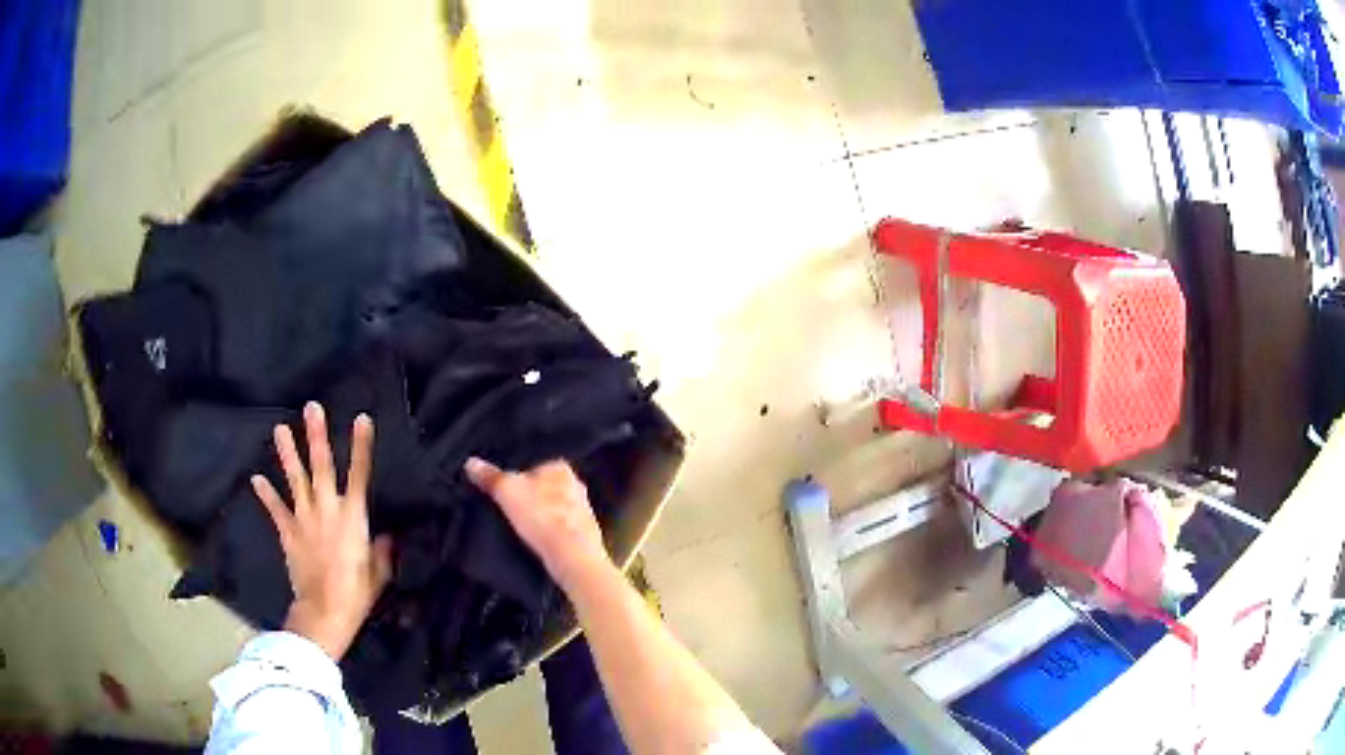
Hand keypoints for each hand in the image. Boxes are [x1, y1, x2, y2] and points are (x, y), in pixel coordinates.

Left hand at [252, 402, 392, 659]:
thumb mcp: (379, 572)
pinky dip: (266, 494)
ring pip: (296, 479)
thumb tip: (385, 537)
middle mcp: (327, 509)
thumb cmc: (357, 592)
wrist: (325, 611)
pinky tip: (256, 478)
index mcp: (353, 517)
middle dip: (317, 435)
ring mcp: (304, 518)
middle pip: (322, 466)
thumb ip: (382, 550)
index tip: (362, 419)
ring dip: (288, 453)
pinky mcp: (288, 532)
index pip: (360, 474)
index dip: (361, 445)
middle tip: (312, 407)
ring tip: (280, 429)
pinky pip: (275, 509)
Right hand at [464, 458, 609, 590]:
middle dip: (530, 497)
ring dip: (540, 517)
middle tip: (508, 507)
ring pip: (553, 509)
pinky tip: (536, 542)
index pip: (535, 464)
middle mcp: (576, 486)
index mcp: (561, 468)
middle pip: (545, 488)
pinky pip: (560, 529)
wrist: (572, 557)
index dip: (517, 476)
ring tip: (520, 526)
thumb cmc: (542, 516)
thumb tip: (470, 462)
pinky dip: (549, 533)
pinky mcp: (584, 535)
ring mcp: (583, 512)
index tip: (503, 488)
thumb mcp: (507, 491)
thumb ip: (490, 477)